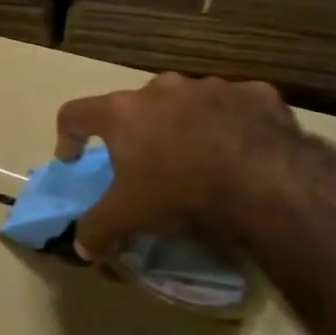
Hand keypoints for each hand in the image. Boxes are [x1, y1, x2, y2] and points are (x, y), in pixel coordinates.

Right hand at [54, 73, 306, 261]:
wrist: (268, 182)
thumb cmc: (181, 192)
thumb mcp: (128, 218)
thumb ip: (97, 230)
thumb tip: (83, 247)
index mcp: (123, 112)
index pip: (74, 114)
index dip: (67, 136)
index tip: (74, 160)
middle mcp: (162, 88)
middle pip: (135, 106)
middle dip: (137, 131)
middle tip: (147, 164)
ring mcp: (211, 86)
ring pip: (187, 103)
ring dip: (185, 125)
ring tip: (200, 159)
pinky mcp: (256, 94)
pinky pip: (235, 107)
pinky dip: (232, 124)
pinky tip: (244, 152)